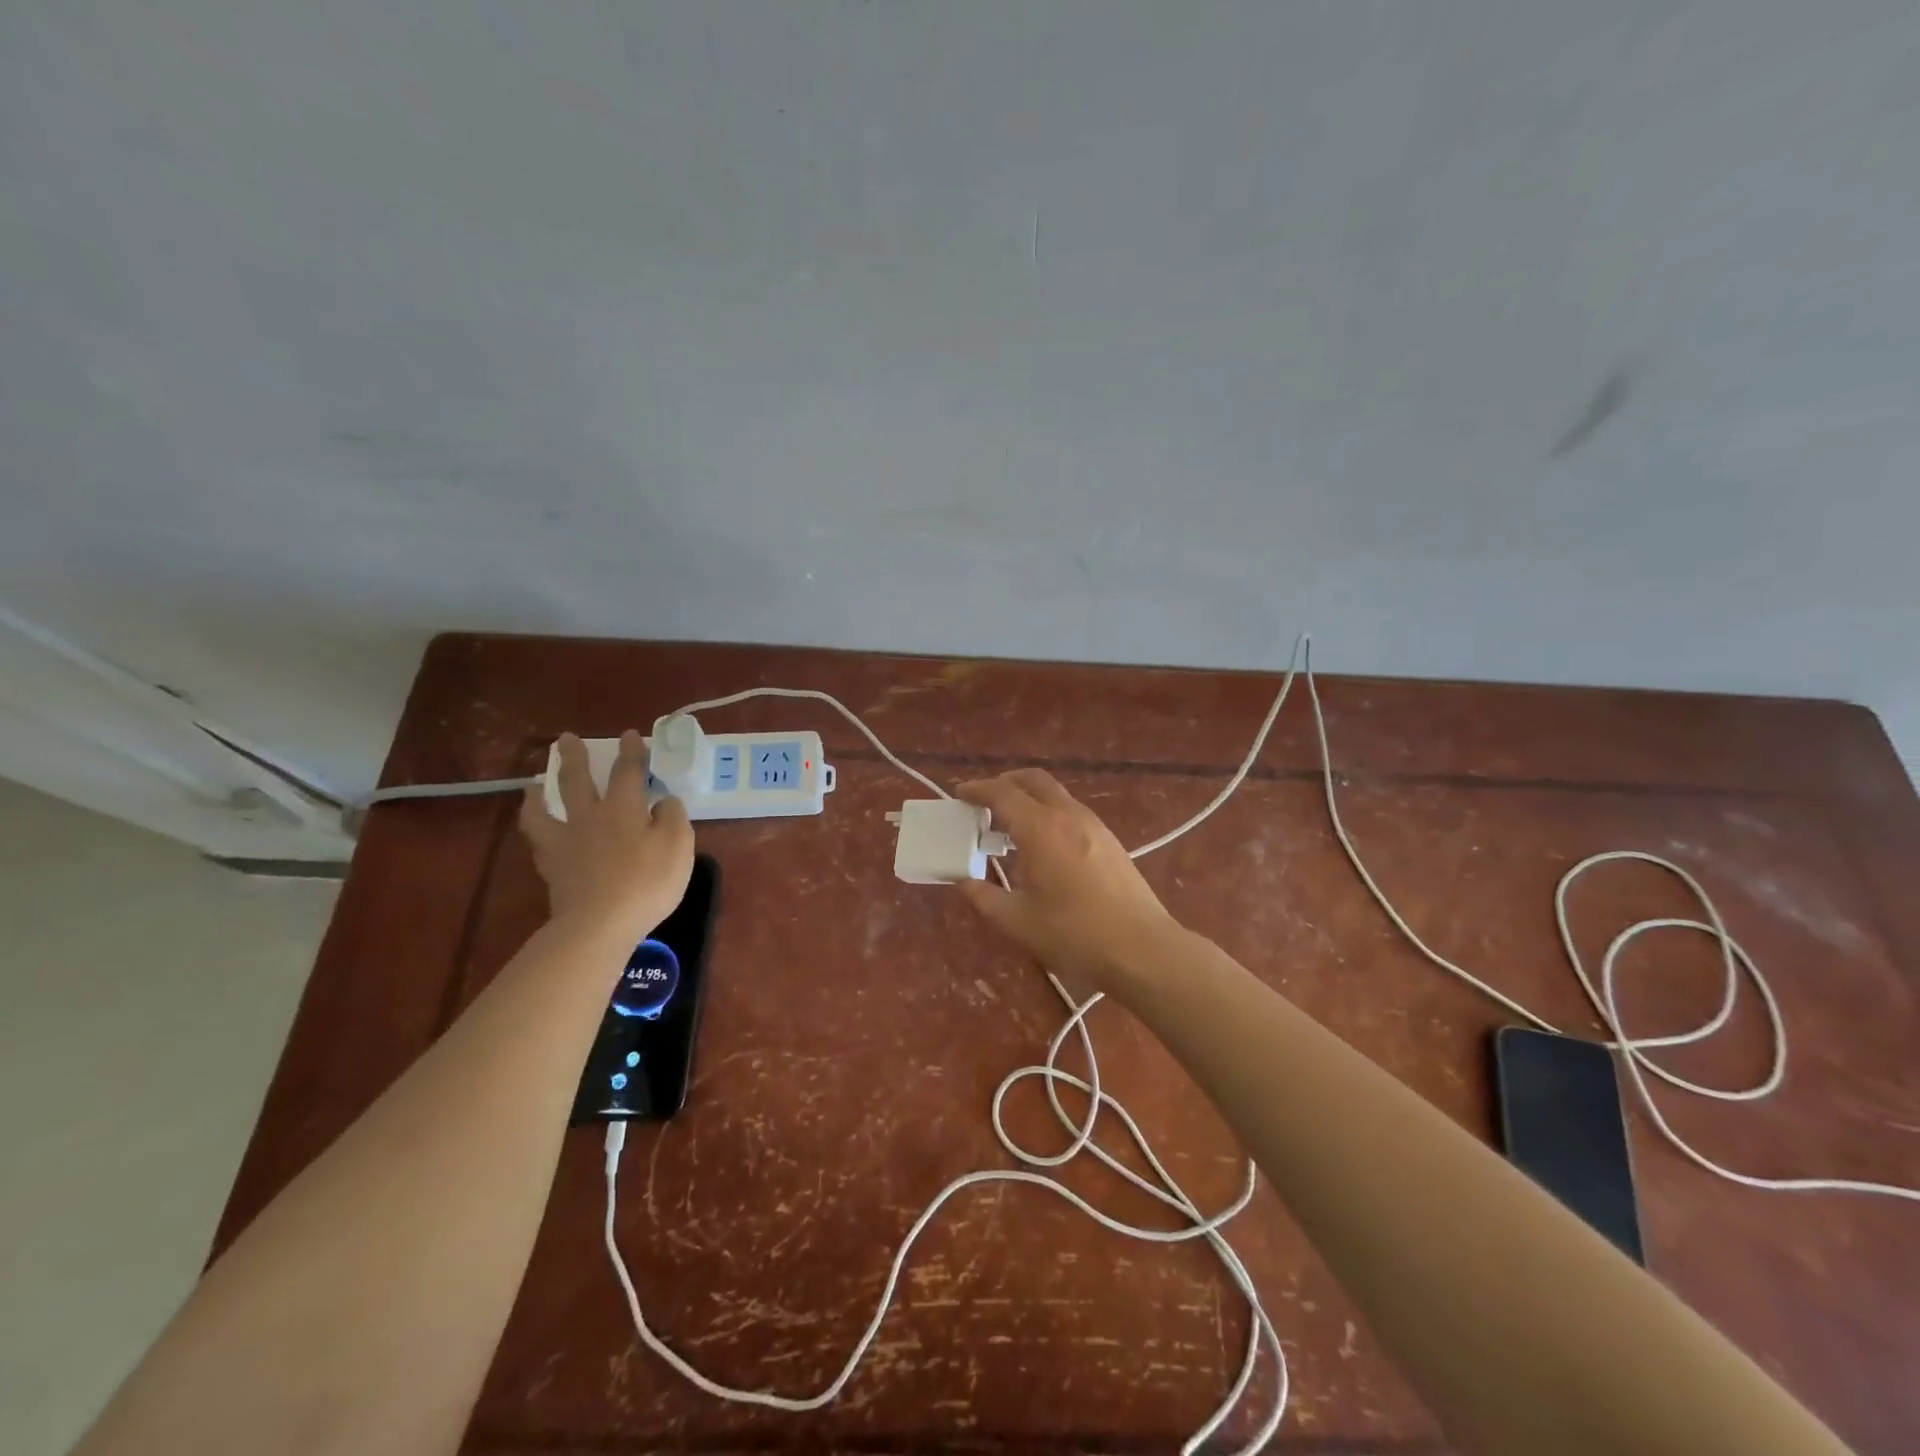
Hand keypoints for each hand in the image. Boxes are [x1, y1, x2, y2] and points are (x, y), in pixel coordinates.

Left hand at [520, 731, 694, 945]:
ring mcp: (565, 842)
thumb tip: (664, 801)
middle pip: (578, 780)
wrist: (600, 923)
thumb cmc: (647, 883)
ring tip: (533, 783)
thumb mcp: (679, 846)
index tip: (630, 735)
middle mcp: (590, 817)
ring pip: (545, 808)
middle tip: (566, 738)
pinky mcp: (551, 867)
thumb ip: (674, 817)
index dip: (631, 752)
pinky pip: (538, 840)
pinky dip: (535, 828)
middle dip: (574, 757)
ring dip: (538, 792)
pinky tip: (537, 828)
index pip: (628, 772)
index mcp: (624, 809)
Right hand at [956, 769, 1180, 992]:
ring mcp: (1094, 826)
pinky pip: (1071, 811)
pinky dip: (1049, 813)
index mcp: (1041, 829)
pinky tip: (1043, 846)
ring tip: (1010, 828)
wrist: (1142, 950)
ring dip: (1029, 799)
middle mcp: (1068, 816)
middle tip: (984, 803)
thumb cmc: (1074, 935)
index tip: (960, 794)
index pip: (1003, 793)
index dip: (978, 790)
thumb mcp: (1018, 922)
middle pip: (1033, 780)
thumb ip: (985, 898)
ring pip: (1056, 794)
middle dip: (1005, 783)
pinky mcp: (1110, 840)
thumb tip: (965, 882)